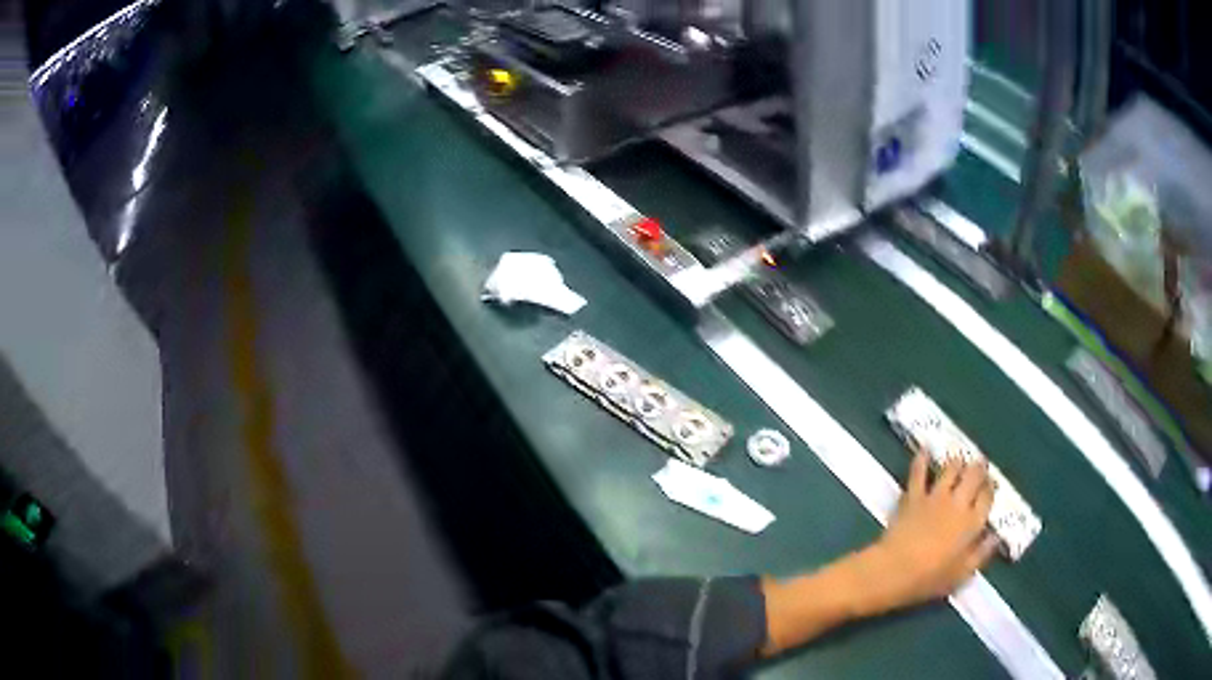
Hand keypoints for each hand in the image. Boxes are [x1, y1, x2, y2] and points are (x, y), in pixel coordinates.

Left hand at [857, 452, 998, 615]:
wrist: (894, 570)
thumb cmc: (929, 579)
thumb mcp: (961, 575)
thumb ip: (981, 554)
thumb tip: (996, 537)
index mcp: (973, 523)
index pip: (987, 497)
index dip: (990, 490)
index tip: (989, 488)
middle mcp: (958, 503)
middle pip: (974, 475)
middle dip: (979, 468)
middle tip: (979, 466)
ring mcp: (935, 496)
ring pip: (952, 468)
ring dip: (957, 462)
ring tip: (959, 460)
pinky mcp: (914, 496)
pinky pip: (919, 472)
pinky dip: (922, 459)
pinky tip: (924, 449)